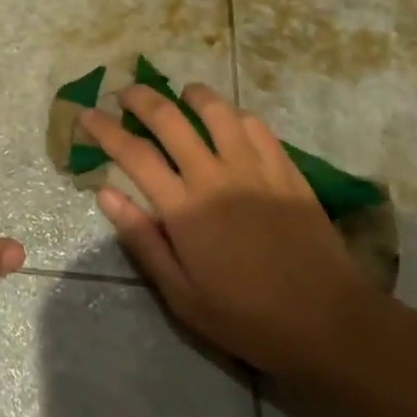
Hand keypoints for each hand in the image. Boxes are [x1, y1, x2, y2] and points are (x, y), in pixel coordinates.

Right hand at [82, 84, 381, 381]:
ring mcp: (253, 166)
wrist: (329, 323)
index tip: (87, 115)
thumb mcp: (183, 296)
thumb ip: (143, 240)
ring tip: (180, 97)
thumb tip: (105, 192)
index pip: (132, 153)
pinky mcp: (284, 167)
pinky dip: (232, 114)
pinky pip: (253, 123)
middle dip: (139, 98)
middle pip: (167, 117)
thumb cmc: (248, 318)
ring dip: (190, 95)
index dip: (104, 128)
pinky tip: (227, 122)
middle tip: (125, 93)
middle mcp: (214, 175)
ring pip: (214, 108)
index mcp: (184, 208)